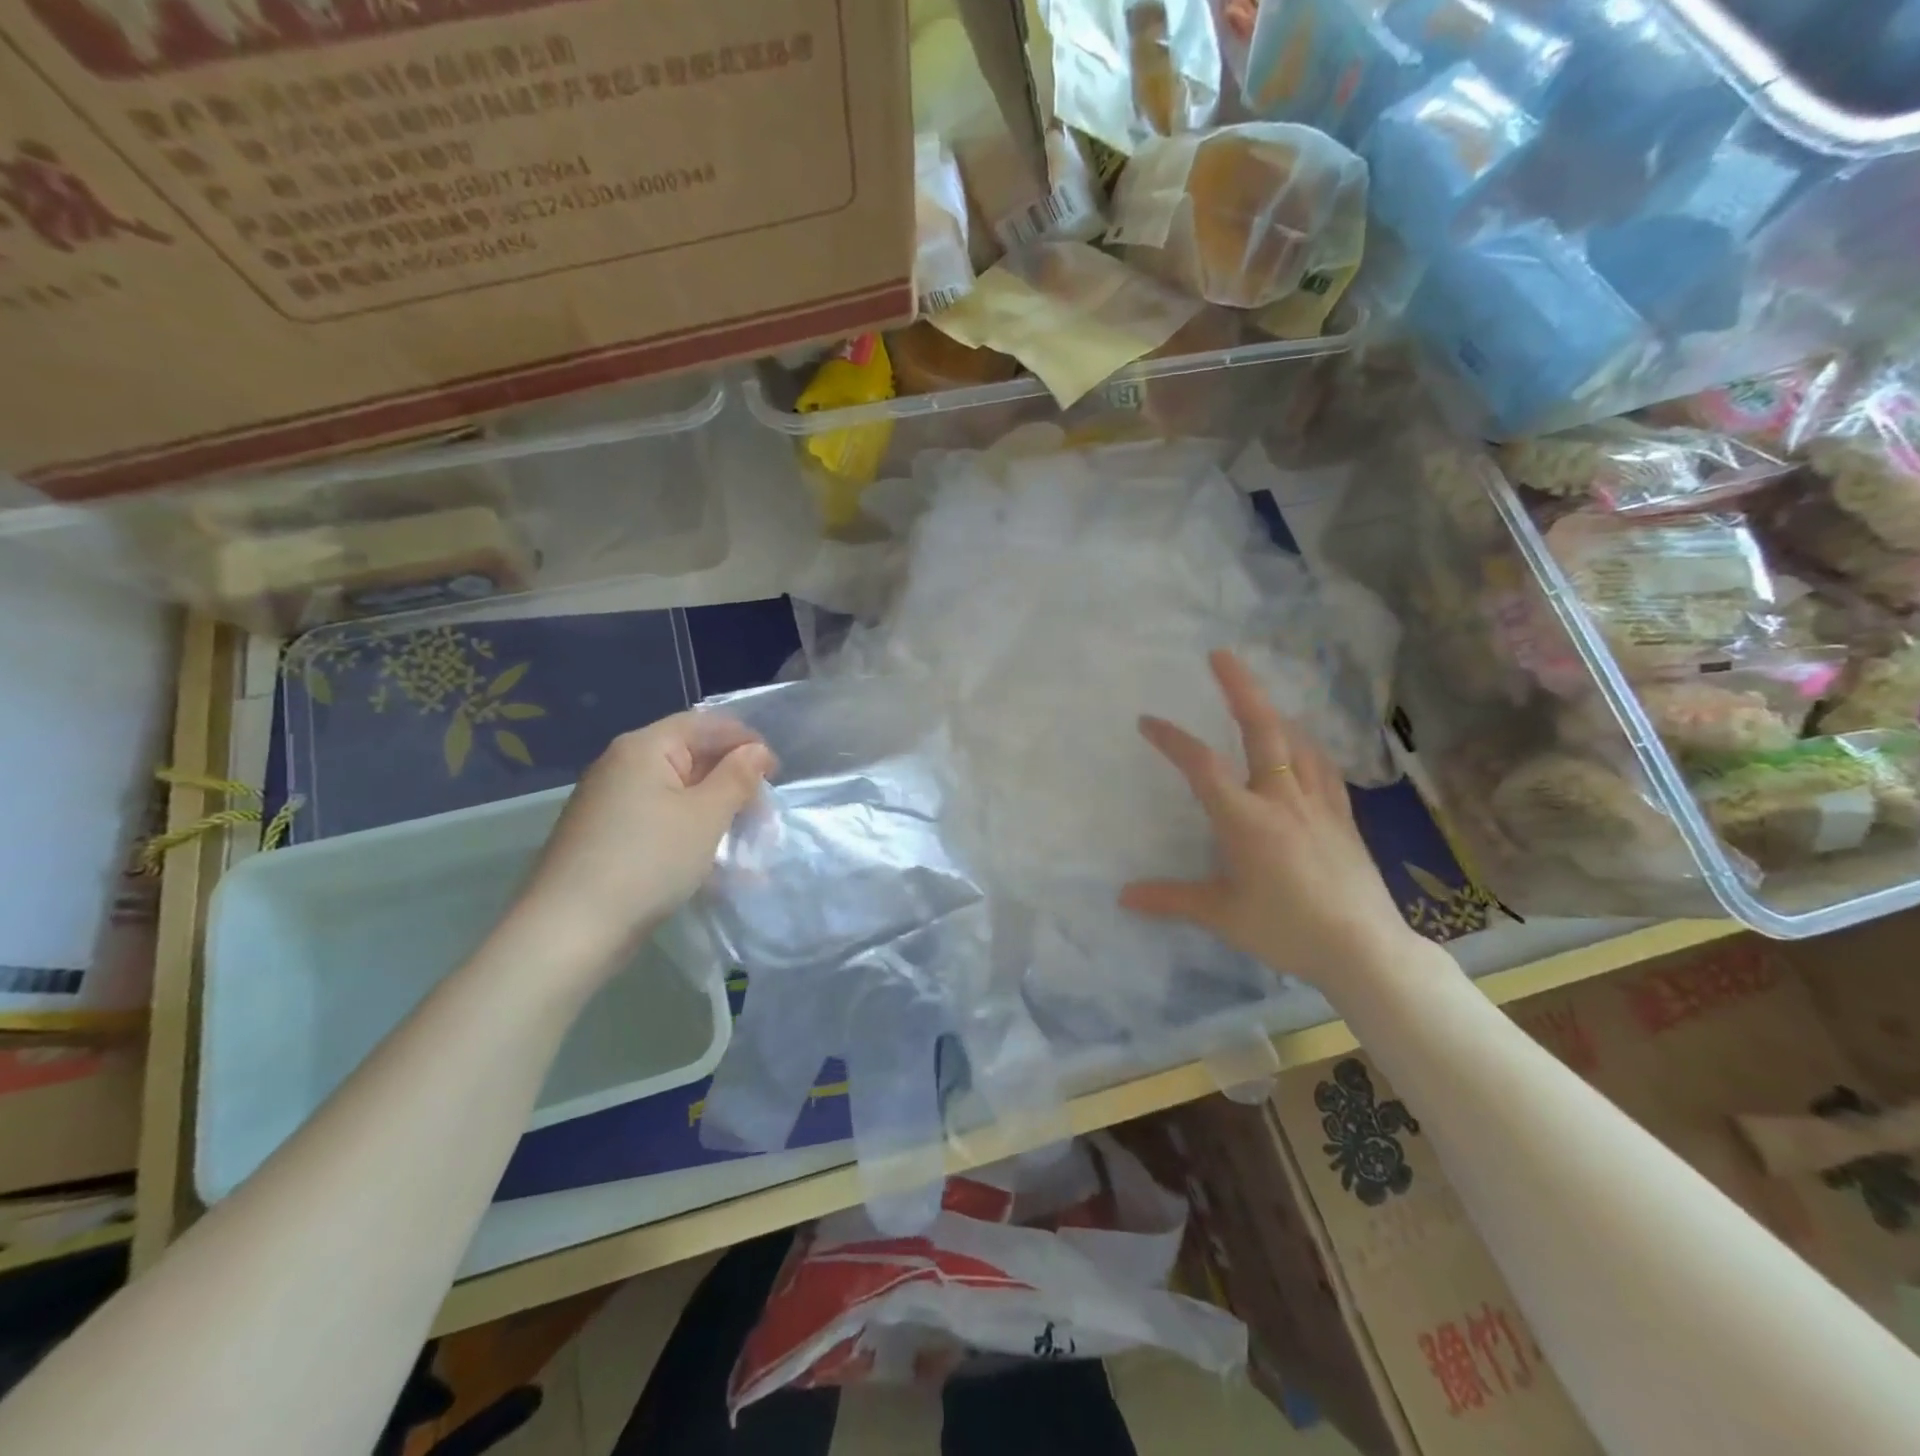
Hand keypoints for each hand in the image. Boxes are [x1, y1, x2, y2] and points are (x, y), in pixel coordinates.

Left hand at [507, 712, 774, 979]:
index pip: (706, 724)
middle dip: (732, 779)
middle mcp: (621, 763)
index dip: (746, 742)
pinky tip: (706, 856)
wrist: (570, 931)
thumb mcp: (706, 816)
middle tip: (761, 812)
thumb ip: (737, 777)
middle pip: (690, 754)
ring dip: (714, 807)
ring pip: (676, 789)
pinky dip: (688, 827)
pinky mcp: (605, 834)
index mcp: (644, 746)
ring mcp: (608, 800)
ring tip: (741, 837)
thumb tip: (756, 751)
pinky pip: (658, 816)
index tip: (776, 774)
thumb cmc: (648, 862)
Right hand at [1119, 650, 1419, 995]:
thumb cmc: (1287, 930)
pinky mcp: (1343, 817)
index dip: (1171, 739)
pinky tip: (1303, 745)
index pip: (1202, 766)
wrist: (1365, 950)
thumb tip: (1123, 897)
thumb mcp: (1222, 916)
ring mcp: (1319, 804)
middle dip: (1239, 687)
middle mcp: (1282, 799)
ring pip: (1297, 741)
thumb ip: (1172, 899)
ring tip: (1256, 700)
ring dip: (1273, 712)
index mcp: (1246, 819)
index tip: (1147, 721)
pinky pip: (1324, 766)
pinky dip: (1307, 745)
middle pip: (1261, 729)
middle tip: (1220, 654)